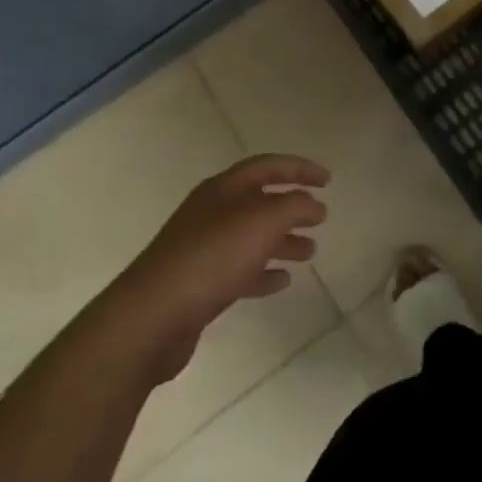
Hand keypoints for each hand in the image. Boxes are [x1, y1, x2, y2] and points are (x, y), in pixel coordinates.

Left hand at [113, 154, 328, 380]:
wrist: (153, 316)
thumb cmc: (213, 257)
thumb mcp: (263, 221)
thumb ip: (294, 206)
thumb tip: (313, 204)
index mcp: (224, 188)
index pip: (268, 166)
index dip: (299, 168)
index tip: (328, 180)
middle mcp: (212, 212)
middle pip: (259, 201)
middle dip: (292, 207)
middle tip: (321, 218)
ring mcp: (202, 248)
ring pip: (251, 237)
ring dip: (282, 241)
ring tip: (310, 252)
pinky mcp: (198, 283)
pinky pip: (239, 270)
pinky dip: (263, 272)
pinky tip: (282, 281)